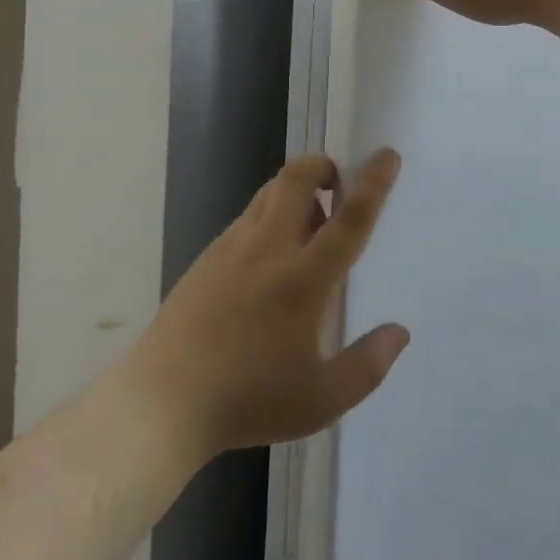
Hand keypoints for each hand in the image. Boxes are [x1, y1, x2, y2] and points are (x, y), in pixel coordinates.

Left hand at [128, 151, 408, 459]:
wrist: (160, 404)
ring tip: (309, 227)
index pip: (348, 219)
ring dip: (296, 191)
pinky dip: (269, 217)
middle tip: (339, 186)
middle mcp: (268, 249)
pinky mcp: (206, 258)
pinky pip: (247, 218)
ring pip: (269, 193)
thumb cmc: (247, 401)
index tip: (387, 155)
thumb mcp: (320, 400)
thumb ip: (367, 366)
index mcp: (303, 279)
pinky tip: (268, 262)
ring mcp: (231, 248)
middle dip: (323, 166)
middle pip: (298, 179)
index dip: (373, 184)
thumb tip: (399, 333)